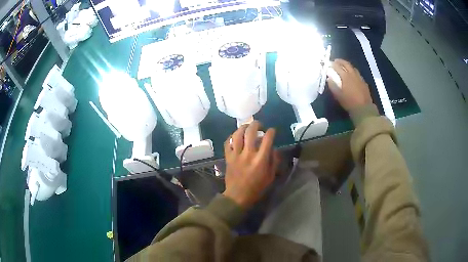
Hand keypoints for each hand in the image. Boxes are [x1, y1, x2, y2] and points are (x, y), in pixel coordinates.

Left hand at [223, 121, 280, 208]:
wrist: (238, 196)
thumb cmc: (257, 188)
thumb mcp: (270, 177)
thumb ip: (274, 161)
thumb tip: (274, 148)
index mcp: (260, 160)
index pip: (267, 139)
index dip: (271, 132)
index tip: (272, 130)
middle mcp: (248, 154)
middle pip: (251, 132)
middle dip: (256, 124)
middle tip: (259, 125)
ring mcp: (236, 155)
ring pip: (237, 135)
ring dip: (243, 127)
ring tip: (247, 127)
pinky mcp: (228, 157)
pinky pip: (228, 143)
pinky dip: (231, 137)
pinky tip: (236, 136)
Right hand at [327, 59, 372, 110]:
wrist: (364, 109)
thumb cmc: (349, 102)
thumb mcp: (339, 96)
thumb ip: (333, 86)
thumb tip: (329, 78)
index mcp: (346, 76)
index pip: (338, 67)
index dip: (332, 64)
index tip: (329, 63)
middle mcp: (353, 74)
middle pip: (346, 64)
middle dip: (340, 61)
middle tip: (336, 61)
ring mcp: (359, 78)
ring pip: (353, 68)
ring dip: (347, 65)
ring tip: (344, 66)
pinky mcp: (364, 82)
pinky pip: (358, 73)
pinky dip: (353, 71)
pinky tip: (352, 75)